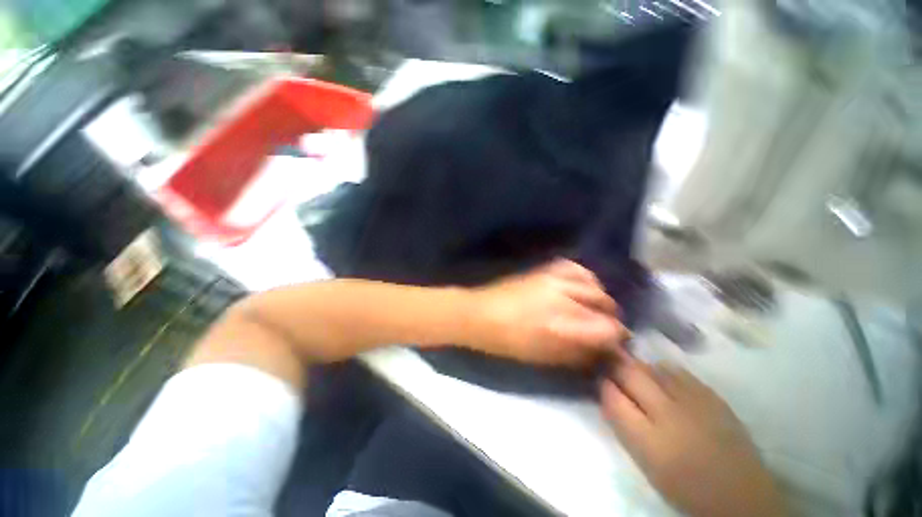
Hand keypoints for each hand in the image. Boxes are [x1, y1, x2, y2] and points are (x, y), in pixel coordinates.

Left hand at [468, 259, 627, 366]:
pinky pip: (574, 267)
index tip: (614, 344)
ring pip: (594, 283)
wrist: (479, 314)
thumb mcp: (543, 357)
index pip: (608, 328)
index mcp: (561, 324)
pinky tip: (580, 286)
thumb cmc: (508, 342)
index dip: (616, 337)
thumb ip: (577, 353)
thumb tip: (602, 351)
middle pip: (605, 303)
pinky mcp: (542, 269)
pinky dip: (584, 277)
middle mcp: (562, 296)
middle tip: (603, 328)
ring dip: (600, 298)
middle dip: (610, 318)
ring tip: (593, 308)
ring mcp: (552, 278)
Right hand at [601, 357, 787, 516]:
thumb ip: (623, 425)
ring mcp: (693, 401)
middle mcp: (669, 414)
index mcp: (648, 440)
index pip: (611, 396)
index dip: (602, 383)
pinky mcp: (712, 396)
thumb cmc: (684, 485)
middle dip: (615, 366)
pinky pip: (677, 371)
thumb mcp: (645, 462)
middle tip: (611, 367)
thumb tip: (607, 393)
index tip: (599, 380)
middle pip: (630, 373)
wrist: (740, 494)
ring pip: (652, 366)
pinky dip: (664, 371)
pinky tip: (664, 379)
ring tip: (638, 375)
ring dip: (639, 367)